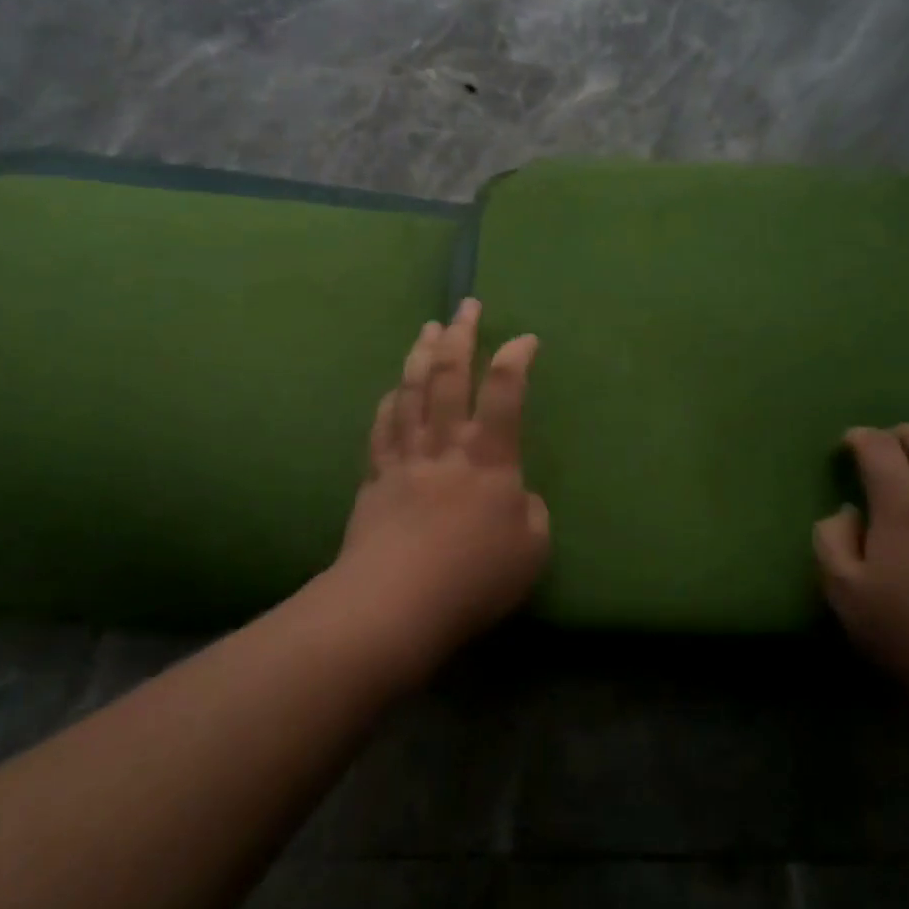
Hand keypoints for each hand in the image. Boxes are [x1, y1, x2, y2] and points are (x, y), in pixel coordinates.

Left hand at [321, 299, 549, 674]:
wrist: (394, 603)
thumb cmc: (473, 577)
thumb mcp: (532, 550)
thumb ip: (532, 514)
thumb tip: (518, 497)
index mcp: (489, 458)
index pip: (505, 392)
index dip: (516, 358)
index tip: (525, 338)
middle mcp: (446, 445)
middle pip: (450, 377)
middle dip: (459, 336)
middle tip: (466, 305)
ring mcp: (406, 458)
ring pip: (412, 392)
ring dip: (421, 355)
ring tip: (428, 328)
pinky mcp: (376, 478)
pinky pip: (382, 429)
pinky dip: (390, 402)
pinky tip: (393, 389)